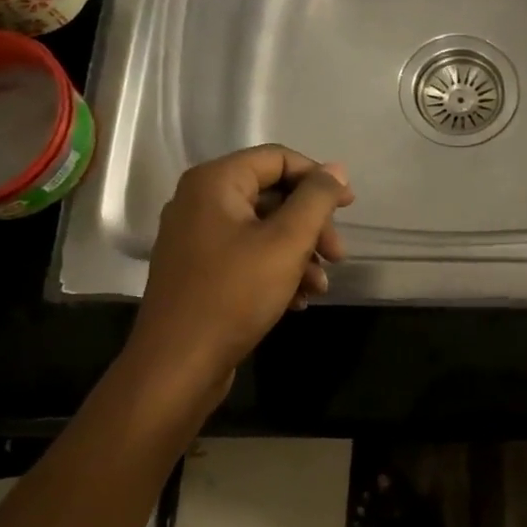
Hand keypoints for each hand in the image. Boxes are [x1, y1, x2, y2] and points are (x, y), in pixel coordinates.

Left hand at [125, 145, 353, 388]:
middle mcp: (200, 201)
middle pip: (273, 195)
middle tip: (338, 255)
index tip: (349, 207)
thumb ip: (316, 199)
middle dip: (311, 224)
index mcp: (215, 183)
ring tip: (320, 286)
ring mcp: (197, 238)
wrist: (177, 367)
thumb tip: (335, 170)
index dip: (318, 178)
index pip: (278, 159)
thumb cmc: (234, 294)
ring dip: (300, 253)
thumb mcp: (287, 242)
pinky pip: (247, 254)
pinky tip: (298, 300)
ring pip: (264, 229)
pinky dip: (277, 270)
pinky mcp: (200, 270)